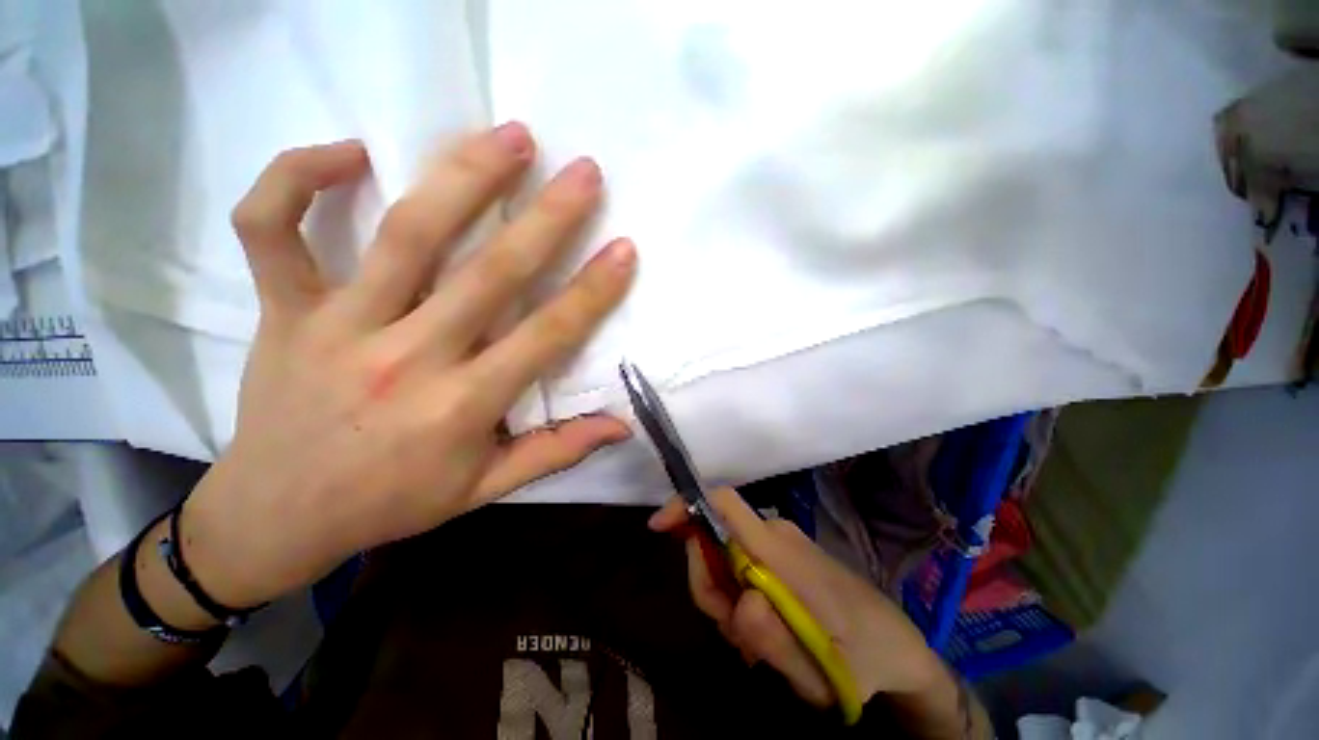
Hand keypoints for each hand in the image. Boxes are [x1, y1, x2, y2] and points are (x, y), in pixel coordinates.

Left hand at [182, 124, 635, 608]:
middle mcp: (406, 358)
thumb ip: (556, 451)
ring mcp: (336, 326)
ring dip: (463, 178)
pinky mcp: (283, 309)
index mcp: (460, 407)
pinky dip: (296, 178)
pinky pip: (271, 229)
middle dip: (546, 218)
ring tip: (510, 136)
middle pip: (489, 273)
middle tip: (584, 171)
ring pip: (406, 236)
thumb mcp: (484, 489)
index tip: (623, 249)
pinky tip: (350, 151)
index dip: (591, 292)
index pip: (545, 336)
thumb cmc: (391, 502)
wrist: (274, 516)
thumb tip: (621, 425)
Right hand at [649, 488, 944, 708]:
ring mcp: (780, 543)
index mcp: (779, 550)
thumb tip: (739, 601)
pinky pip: (743, 565)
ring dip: (727, 600)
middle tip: (735, 634)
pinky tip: (765, 632)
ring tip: (759, 643)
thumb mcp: (817, 672)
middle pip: (715, 540)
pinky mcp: (783, 554)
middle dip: (709, 585)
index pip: (724, 504)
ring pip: (727, 558)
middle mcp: (775, 534)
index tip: (658, 527)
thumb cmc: (862, 658)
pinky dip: (740, 597)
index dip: (687, 506)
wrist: (900, 646)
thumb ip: (773, 640)